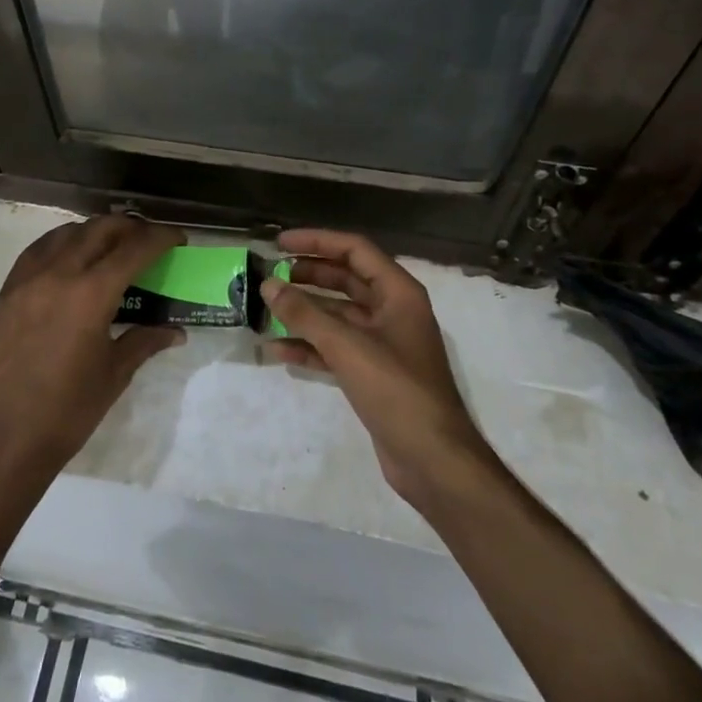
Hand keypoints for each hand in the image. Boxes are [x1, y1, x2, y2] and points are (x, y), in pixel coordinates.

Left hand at [0, 215, 186, 482]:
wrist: (6, 438)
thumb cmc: (69, 410)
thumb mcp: (115, 373)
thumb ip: (145, 340)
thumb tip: (176, 331)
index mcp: (91, 294)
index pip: (134, 248)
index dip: (161, 237)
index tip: (178, 238)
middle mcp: (58, 274)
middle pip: (100, 229)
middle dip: (131, 227)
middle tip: (148, 240)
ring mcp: (27, 280)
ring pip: (67, 233)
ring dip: (95, 231)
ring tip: (111, 246)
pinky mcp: (6, 292)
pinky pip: (37, 251)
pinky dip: (60, 243)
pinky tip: (70, 257)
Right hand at [261, 229, 492, 506]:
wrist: (433, 460)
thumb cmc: (397, 390)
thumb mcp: (347, 346)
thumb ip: (305, 313)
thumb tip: (268, 285)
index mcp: (398, 293)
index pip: (355, 250)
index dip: (317, 241)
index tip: (280, 243)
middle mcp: (393, 311)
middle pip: (346, 279)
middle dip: (309, 275)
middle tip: (272, 275)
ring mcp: (384, 343)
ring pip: (338, 315)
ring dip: (305, 311)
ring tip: (268, 308)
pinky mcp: (373, 373)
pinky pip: (336, 348)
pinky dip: (310, 346)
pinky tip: (278, 349)